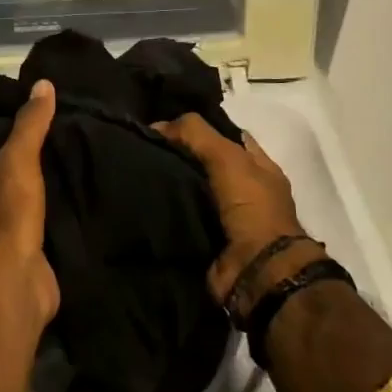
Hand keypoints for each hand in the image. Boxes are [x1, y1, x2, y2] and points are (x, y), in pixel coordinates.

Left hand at [0, 79, 59, 329]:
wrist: (17, 279)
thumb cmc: (10, 212)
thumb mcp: (19, 158)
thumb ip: (30, 123)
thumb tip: (42, 83)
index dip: (12, 132)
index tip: (42, 117)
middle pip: (10, 174)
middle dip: (33, 161)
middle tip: (69, 139)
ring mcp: (5, 232)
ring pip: (28, 200)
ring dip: (48, 189)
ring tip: (80, 166)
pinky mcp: (28, 253)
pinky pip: (45, 225)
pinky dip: (58, 215)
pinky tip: (80, 202)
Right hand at [153, 114, 312, 310]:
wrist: (257, 271)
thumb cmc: (251, 207)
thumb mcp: (227, 157)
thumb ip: (195, 133)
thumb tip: (157, 125)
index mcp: (258, 166)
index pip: (226, 136)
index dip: (200, 127)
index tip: (165, 121)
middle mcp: (244, 190)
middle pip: (204, 163)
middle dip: (179, 155)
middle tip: (143, 144)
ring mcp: (226, 217)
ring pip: (190, 190)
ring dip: (168, 184)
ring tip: (133, 170)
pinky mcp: (207, 240)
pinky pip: (180, 218)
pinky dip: (163, 212)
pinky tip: (139, 199)